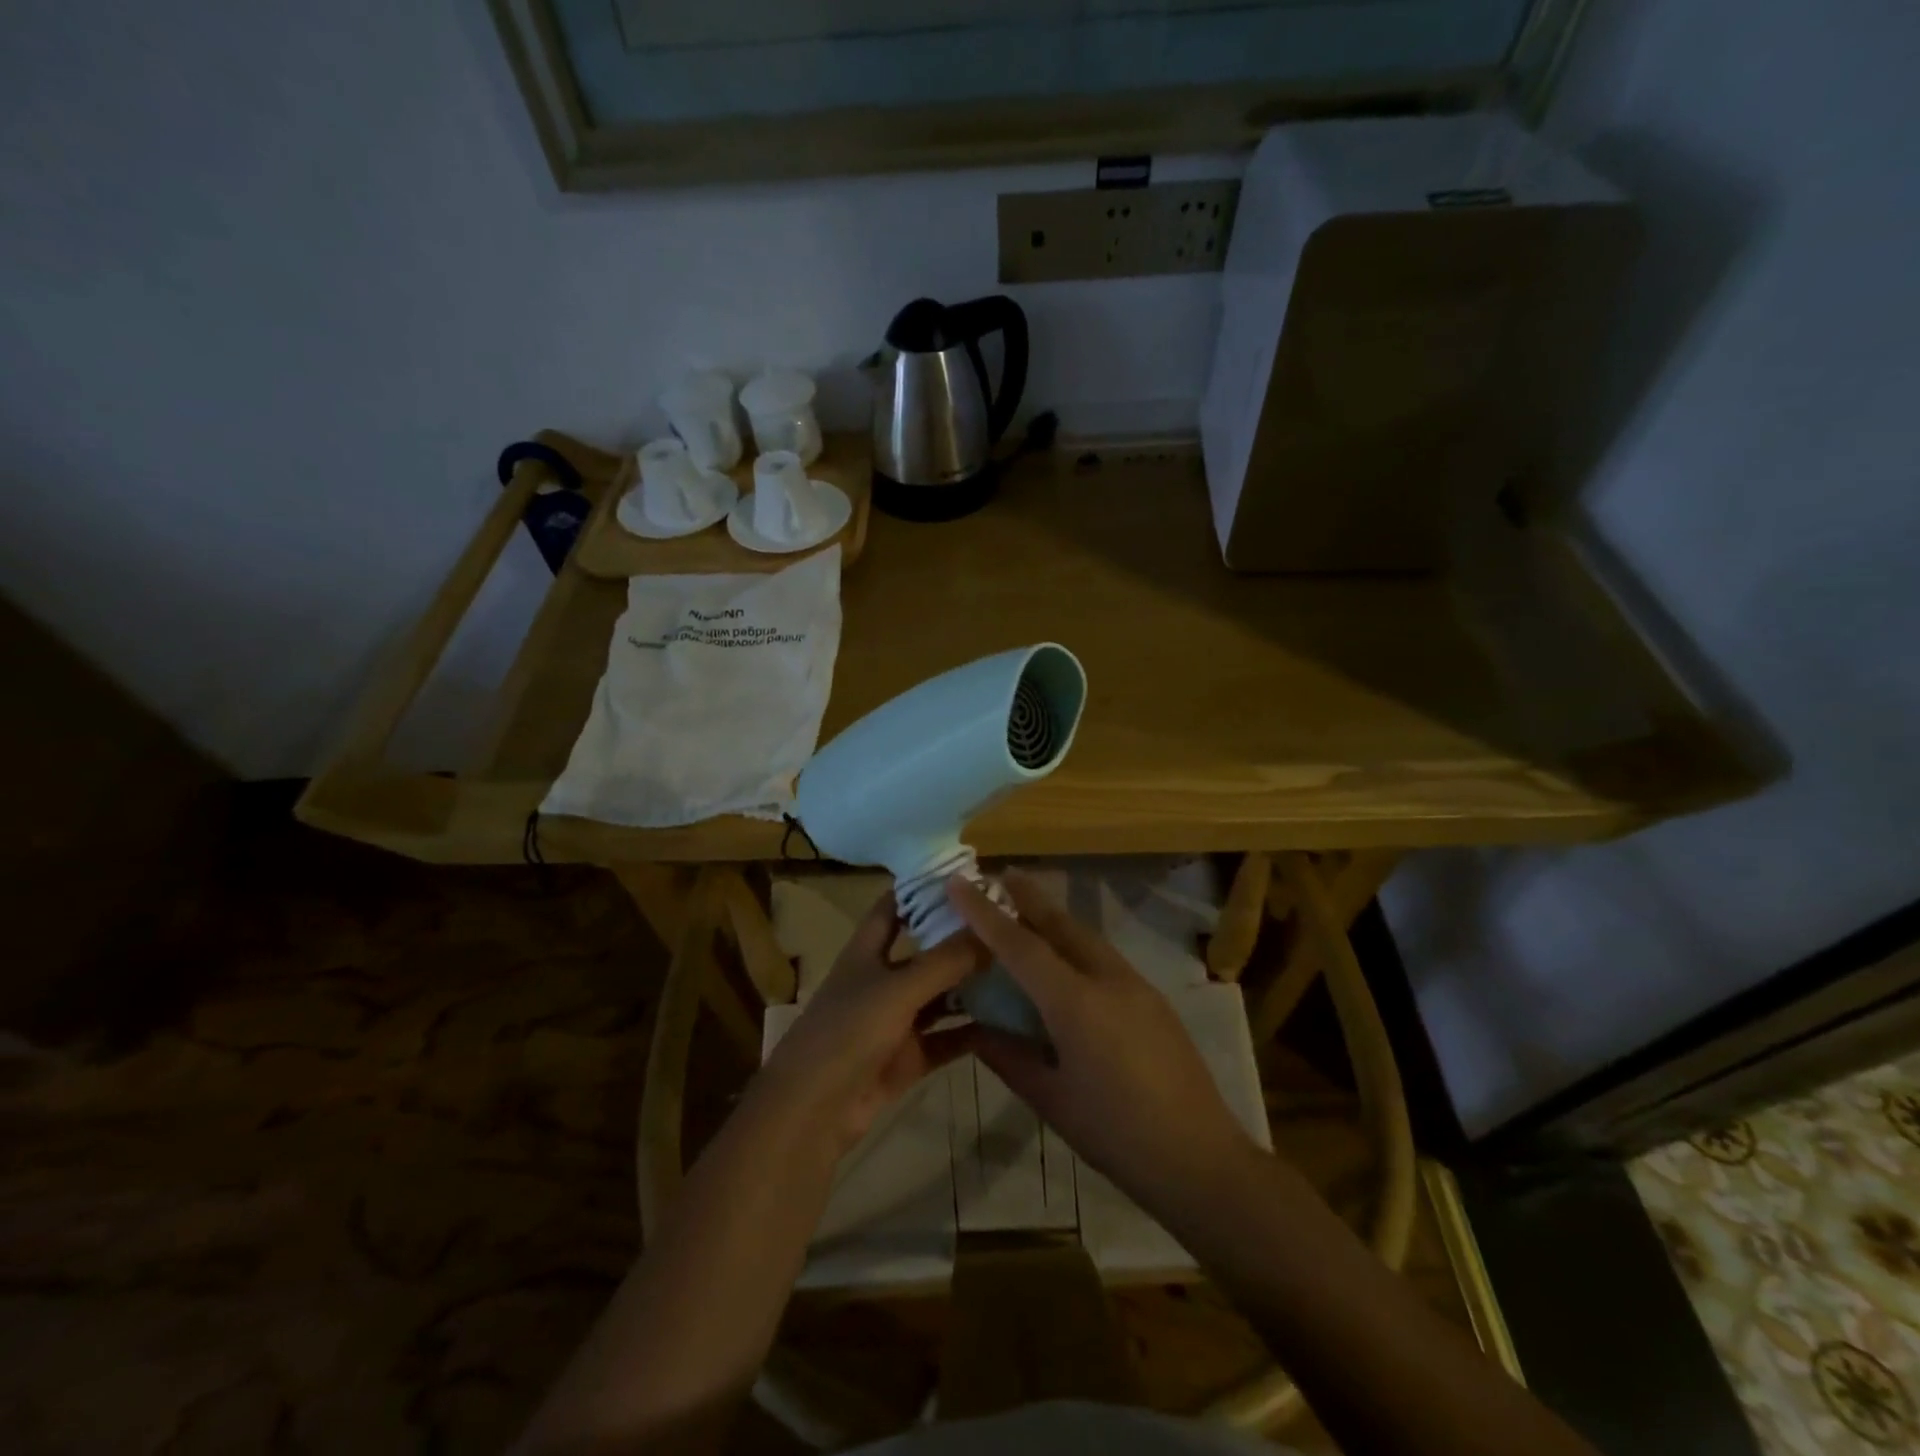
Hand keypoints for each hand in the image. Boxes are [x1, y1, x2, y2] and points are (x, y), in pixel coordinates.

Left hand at [751, 891, 985, 1159]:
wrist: (813, 1112)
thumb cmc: (847, 1033)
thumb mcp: (898, 990)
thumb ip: (945, 961)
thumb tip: (991, 928)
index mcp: (867, 952)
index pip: (894, 906)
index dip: (922, 888)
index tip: (965, 874)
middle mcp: (882, 980)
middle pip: (925, 951)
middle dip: (960, 938)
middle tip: (1008, 921)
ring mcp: (895, 1021)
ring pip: (940, 996)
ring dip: (971, 985)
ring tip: (1018, 967)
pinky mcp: (908, 1057)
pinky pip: (946, 1038)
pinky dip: (972, 1031)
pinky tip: (1010, 1021)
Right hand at [947, 870, 1261, 1216]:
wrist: (1202, 1159)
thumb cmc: (1116, 1135)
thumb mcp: (1051, 1100)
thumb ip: (1008, 1057)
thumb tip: (975, 1030)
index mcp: (1076, 1003)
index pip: (1020, 945)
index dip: (984, 913)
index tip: (958, 882)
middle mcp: (1107, 978)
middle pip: (1060, 924)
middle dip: (1027, 896)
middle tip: (998, 875)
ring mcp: (1136, 984)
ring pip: (1085, 936)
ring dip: (1053, 918)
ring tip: (1026, 910)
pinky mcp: (1152, 997)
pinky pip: (1103, 956)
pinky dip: (1075, 944)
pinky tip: (1065, 958)